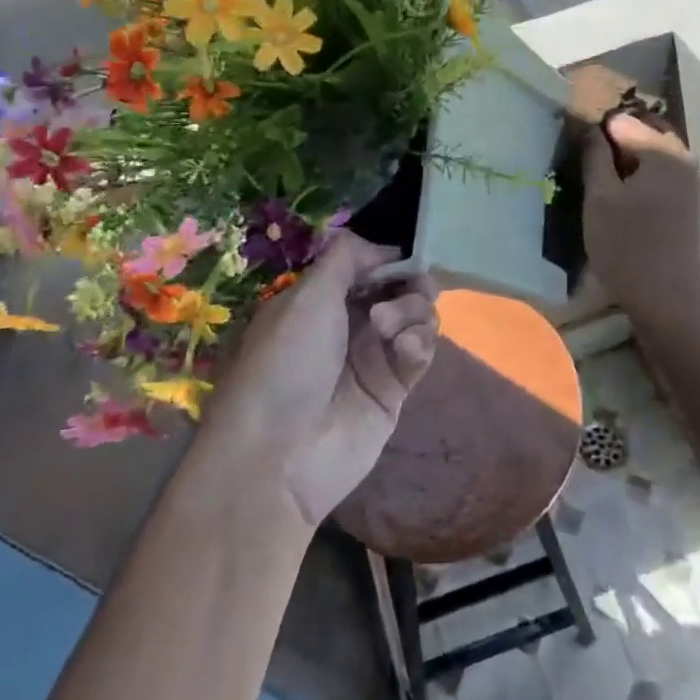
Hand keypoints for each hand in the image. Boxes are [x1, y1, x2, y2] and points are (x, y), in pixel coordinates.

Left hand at [197, 234, 438, 529]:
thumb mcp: (308, 295)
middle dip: (410, 284)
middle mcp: (349, 324)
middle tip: (407, 292)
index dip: (390, 260)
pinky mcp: (394, 390)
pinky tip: (407, 349)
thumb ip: (347, 258)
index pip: (369, 267)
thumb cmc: (286, 361)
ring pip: (415, 318)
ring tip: (392, 329)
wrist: (279, 453)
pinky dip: (419, 343)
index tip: (405, 258)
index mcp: (322, 300)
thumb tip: (383, 246)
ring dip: (413, 312)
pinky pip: (420, 353)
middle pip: (398, 289)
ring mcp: (373, 358)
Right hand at [582, 113, 699, 327]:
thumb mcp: (600, 198)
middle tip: (583, 161)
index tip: (573, 147)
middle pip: (642, 134)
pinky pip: (659, 176)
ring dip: (625, 161)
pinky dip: (638, 178)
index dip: (595, 130)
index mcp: (664, 151)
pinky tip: (618, 197)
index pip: (622, 122)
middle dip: (613, 142)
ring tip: (597, 179)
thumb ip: (595, 156)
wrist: (668, 300)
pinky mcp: (688, 204)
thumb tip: (592, 129)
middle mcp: (684, 159)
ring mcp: (690, 183)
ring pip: (651, 157)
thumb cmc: (628, 246)